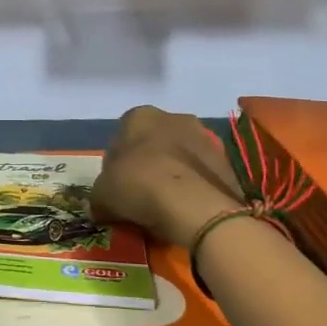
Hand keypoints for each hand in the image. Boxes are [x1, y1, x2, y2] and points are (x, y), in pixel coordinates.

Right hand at [93, 106, 244, 249]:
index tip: (118, 188)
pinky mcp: (226, 159)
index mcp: (139, 116)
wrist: (195, 205)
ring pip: (180, 156)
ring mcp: (204, 136)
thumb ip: (99, 196)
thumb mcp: (102, 196)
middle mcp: (173, 117)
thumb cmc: (139, 186)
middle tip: (142, 196)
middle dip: (148, 164)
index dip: (117, 164)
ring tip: (167, 207)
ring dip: (174, 174)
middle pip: (153, 143)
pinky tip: (187, 209)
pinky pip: (202, 173)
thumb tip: (101, 206)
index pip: (121, 137)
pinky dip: (195, 187)